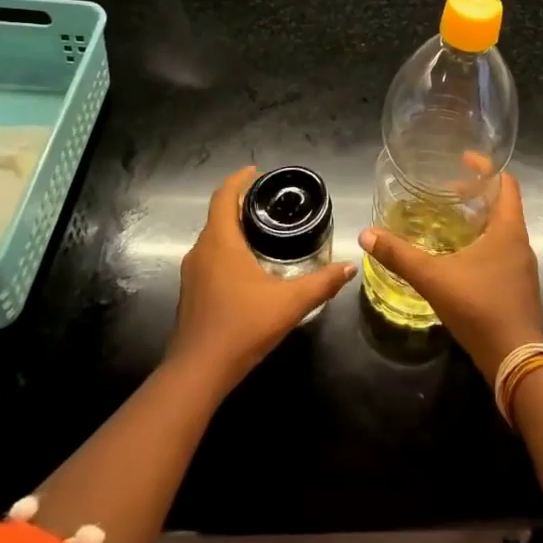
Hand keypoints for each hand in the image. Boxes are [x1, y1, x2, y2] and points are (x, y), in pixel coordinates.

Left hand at [168, 166, 355, 391]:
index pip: (224, 196)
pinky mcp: (191, 292)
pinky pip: (210, 258)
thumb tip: (350, 266)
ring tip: (263, 231)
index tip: (257, 171)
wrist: (198, 371)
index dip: (239, 180)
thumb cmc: (243, 326)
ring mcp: (192, 273)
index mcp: (220, 241)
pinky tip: (248, 267)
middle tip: (270, 202)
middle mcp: (201, 250)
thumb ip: (322, 283)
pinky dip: (227, 250)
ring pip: (213, 238)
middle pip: (218, 215)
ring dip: (233, 228)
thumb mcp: (290, 303)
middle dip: (241, 203)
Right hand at [359, 172, 542, 376]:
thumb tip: (366, 234)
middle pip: (503, 205)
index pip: (506, 183)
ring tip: (449, 221)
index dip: (486, 167)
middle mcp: (520, 243)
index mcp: (508, 229)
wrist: (516, 359)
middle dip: (476, 194)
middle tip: (446, 191)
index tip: (464, 159)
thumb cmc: (479, 307)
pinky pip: (502, 253)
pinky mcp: (519, 287)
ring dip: (479, 220)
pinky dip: (483, 244)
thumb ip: (399, 255)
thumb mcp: (433, 277)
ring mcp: (522, 267)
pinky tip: (459, 259)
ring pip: (503, 231)